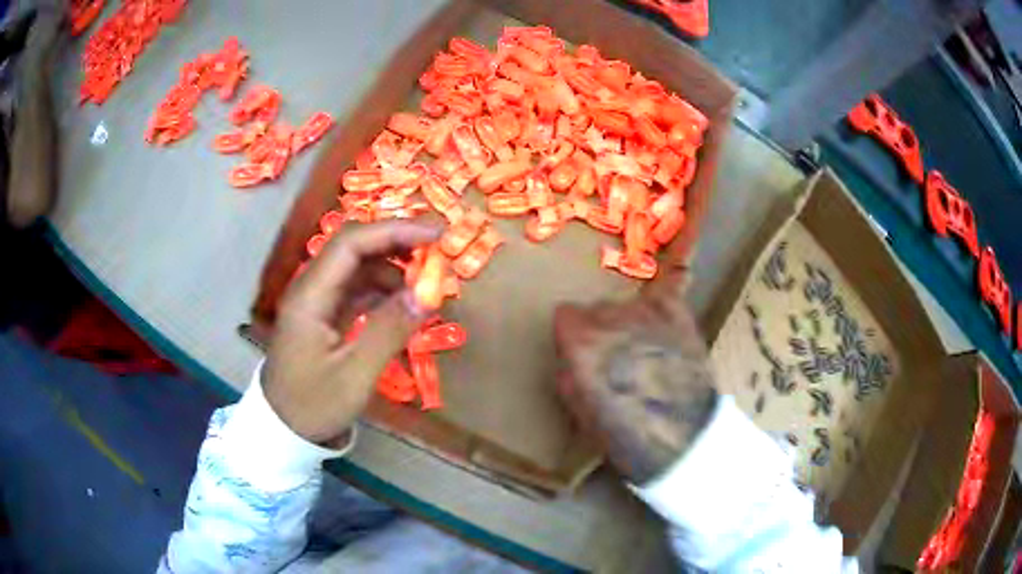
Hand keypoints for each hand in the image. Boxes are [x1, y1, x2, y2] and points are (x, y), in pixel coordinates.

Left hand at [263, 221, 440, 446]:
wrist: (283, 429)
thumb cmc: (313, 405)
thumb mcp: (354, 375)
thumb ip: (389, 331)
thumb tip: (427, 294)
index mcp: (310, 296)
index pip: (351, 243)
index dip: (394, 231)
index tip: (436, 236)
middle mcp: (311, 288)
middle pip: (354, 248)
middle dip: (396, 243)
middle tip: (437, 253)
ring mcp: (317, 301)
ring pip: (358, 268)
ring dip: (393, 268)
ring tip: (426, 284)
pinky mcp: (325, 316)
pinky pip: (357, 290)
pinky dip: (383, 291)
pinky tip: (404, 303)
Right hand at [554, 292, 717, 483]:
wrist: (685, 440)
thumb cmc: (627, 437)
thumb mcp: (581, 414)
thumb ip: (569, 376)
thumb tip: (570, 358)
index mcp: (583, 344)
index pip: (565, 314)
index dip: (570, 335)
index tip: (577, 352)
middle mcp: (613, 320)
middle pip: (596, 308)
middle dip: (598, 330)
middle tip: (612, 360)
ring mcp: (649, 315)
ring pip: (627, 304)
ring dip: (627, 322)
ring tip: (640, 351)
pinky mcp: (680, 318)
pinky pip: (663, 296)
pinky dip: (658, 307)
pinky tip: (661, 327)